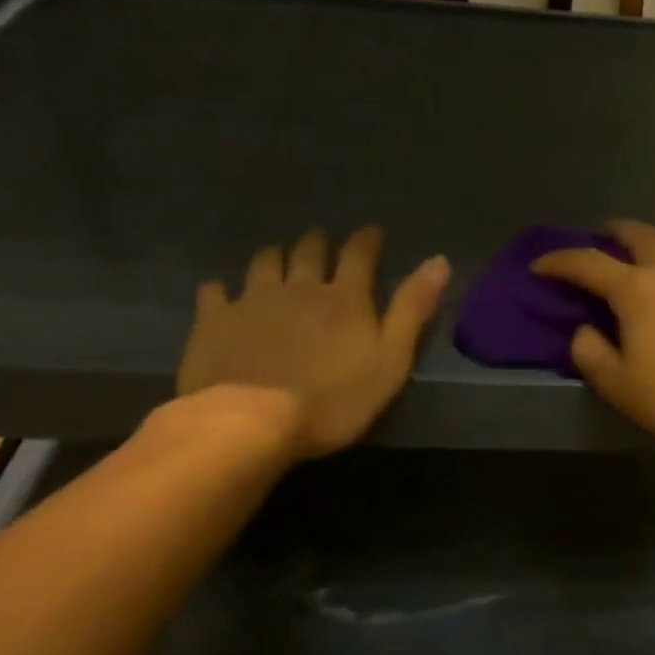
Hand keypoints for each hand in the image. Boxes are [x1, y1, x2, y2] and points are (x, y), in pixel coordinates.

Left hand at [175, 227, 449, 461]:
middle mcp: (299, 287)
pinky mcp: (215, 321)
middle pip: (309, 251)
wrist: (250, 422)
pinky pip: (215, 292)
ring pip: (265, 262)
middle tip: (322, 241)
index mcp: (345, 298)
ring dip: (275, 255)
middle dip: (318, 242)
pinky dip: (221, 287)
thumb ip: (412, 310)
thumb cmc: (333, 399)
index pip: (359, 254)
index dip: (367, 240)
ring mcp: (253, 301)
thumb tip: (438, 260)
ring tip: (279, 256)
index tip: (371, 232)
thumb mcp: (391, 360)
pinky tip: (221, 290)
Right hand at [530, 219, 654, 449]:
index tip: (540, 266)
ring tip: (654, 260)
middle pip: (639, 233)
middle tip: (602, 239)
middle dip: (614, 232)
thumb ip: (589, 352)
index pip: (587, 262)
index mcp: (637, 288)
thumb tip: (584, 329)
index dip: (558, 261)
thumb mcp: (617, 385)